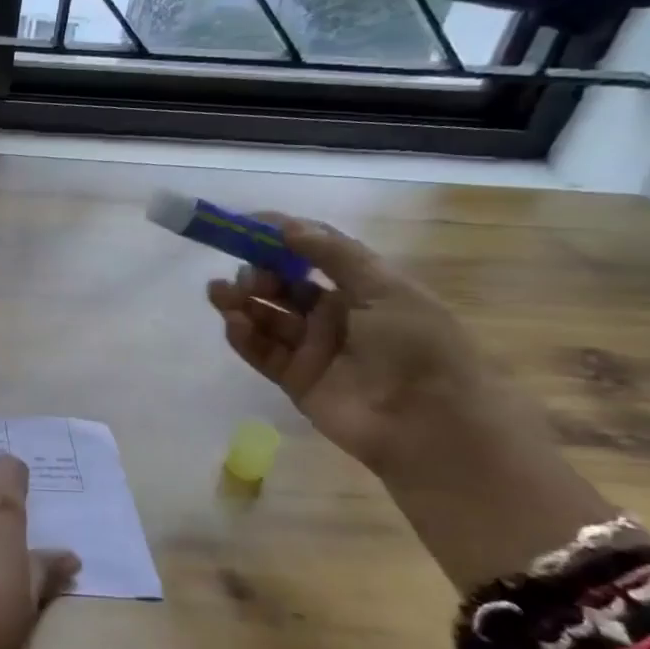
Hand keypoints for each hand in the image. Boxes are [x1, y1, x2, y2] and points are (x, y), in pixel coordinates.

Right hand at [204, 215, 504, 479]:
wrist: (430, 422)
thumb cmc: (417, 345)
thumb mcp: (384, 288)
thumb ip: (333, 255)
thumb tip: (286, 226)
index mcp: (362, 289)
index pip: (314, 255)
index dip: (282, 238)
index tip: (247, 225)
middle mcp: (334, 316)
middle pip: (283, 287)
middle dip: (258, 274)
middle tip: (244, 274)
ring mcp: (312, 348)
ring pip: (266, 318)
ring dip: (241, 302)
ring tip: (219, 292)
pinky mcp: (294, 379)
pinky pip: (262, 351)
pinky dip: (243, 335)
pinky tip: (232, 321)